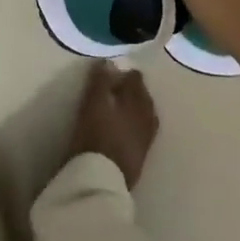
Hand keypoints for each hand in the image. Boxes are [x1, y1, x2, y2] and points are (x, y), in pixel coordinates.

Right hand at [67, 62, 158, 188]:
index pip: (136, 80)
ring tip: (123, 108)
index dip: (126, 74)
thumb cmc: (95, 135)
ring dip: (137, 109)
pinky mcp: (141, 157)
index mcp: (136, 101)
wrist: (102, 179)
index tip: (115, 73)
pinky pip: (143, 133)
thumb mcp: (93, 104)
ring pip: (146, 116)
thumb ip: (101, 81)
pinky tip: (127, 129)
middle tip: (118, 89)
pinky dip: (136, 126)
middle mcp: (146, 118)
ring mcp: (146, 139)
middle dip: (134, 91)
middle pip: (144, 98)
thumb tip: (110, 62)